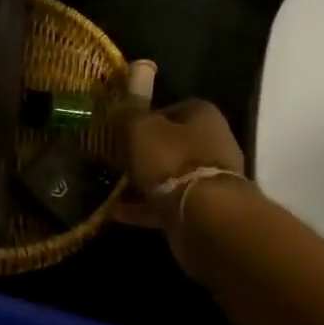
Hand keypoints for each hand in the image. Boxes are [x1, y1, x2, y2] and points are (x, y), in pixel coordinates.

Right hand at [116, 99, 245, 273]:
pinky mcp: (202, 210)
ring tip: (111, 186)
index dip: (147, 116)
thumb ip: (127, 116)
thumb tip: (118, 110)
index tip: (123, 127)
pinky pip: (166, 204)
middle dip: (144, 151)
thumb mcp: (140, 128)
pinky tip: (116, 212)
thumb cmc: (173, 159)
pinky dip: (143, 207)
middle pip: (171, 144)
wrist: (205, 216)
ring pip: (169, 176)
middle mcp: (212, 144)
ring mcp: (208, 180)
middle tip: (114, 157)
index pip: (173, 108)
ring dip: (142, 181)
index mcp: (203, 116)